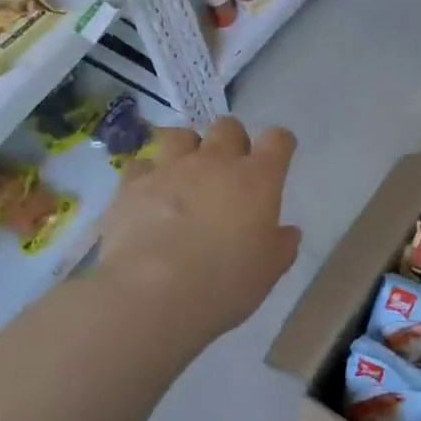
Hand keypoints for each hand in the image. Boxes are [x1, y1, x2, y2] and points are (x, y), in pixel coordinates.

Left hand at [94, 118, 301, 346]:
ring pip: (181, 135)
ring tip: (185, 171)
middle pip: (228, 127)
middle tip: (229, 168)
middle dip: (232, 140)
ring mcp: (170, 168)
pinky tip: (147, 195)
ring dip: (188, 148)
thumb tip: (287, 232)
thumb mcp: (268, 272)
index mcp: (257, 179)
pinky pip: (141, 165)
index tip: (278, 155)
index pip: (278, 140)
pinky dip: (147, 175)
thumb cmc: (224, 284)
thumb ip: (281, 246)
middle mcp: (214, 162)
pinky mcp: (132, 184)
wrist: (153, 293)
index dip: (280, 144)